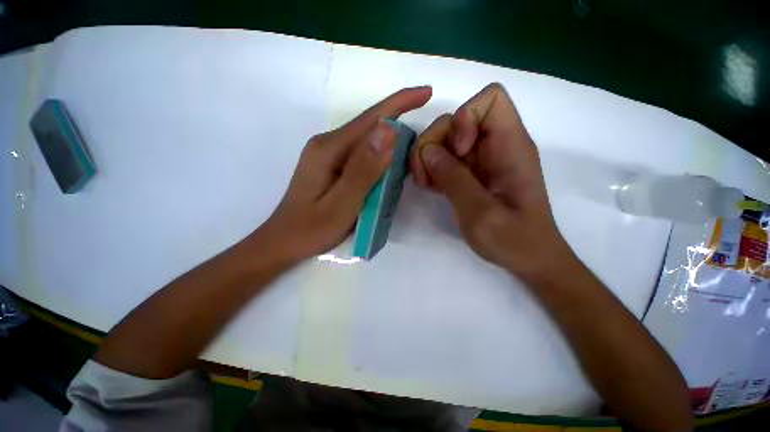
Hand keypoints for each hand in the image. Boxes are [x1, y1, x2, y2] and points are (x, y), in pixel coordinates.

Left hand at [257, 86, 432, 262]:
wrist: (284, 242)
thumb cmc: (311, 229)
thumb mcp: (342, 203)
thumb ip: (364, 168)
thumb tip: (389, 130)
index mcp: (329, 149)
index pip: (371, 119)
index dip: (400, 103)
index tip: (427, 93)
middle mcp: (328, 144)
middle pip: (369, 127)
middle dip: (399, 122)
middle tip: (424, 134)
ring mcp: (329, 155)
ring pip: (367, 141)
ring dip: (391, 142)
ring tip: (413, 151)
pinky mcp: (332, 166)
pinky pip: (362, 155)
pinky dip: (380, 156)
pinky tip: (390, 166)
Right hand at [410, 83, 570, 279]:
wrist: (528, 258)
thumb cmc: (514, 240)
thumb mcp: (481, 213)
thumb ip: (454, 179)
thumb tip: (427, 151)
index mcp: (510, 146)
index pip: (490, 99)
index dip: (464, 118)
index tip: (455, 152)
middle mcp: (496, 145)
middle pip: (456, 119)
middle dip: (433, 142)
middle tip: (425, 176)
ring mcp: (481, 159)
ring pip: (445, 139)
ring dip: (428, 158)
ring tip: (426, 184)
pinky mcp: (471, 173)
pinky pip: (445, 158)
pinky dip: (433, 169)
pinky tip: (431, 187)